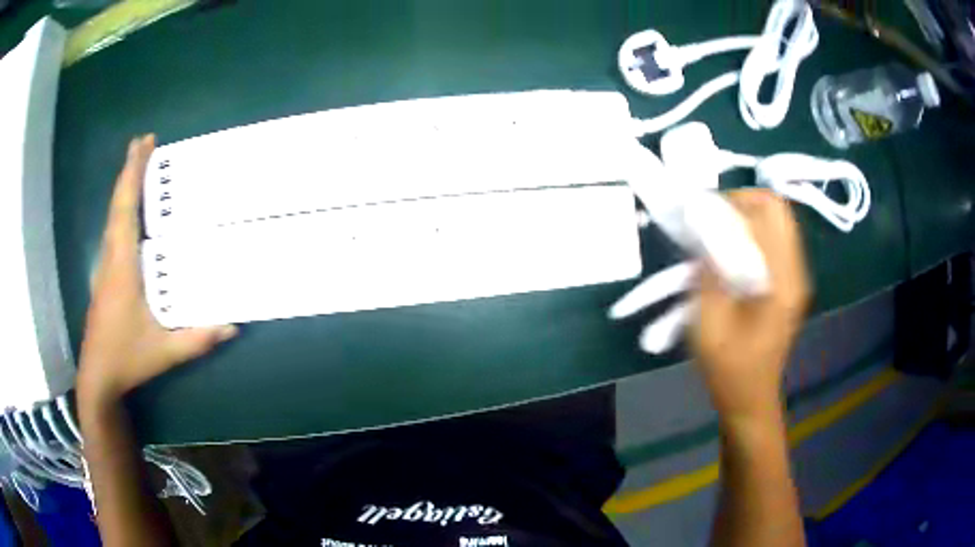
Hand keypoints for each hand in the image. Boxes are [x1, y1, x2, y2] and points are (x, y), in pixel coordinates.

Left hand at [77, 135, 236, 403]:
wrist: (98, 375)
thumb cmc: (127, 358)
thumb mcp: (165, 352)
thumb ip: (198, 339)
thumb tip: (233, 325)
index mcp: (122, 266)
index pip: (125, 210)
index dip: (133, 174)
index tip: (144, 143)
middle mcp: (110, 257)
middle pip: (117, 204)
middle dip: (129, 170)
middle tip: (145, 141)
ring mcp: (105, 265)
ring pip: (113, 215)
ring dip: (125, 187)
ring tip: (139, 165)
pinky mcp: (104, 275)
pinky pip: (113, 229)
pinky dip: (122, 208)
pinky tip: (132, 210)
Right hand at [691, 189, 809, 422]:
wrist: (750, 397)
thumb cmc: (728, 367)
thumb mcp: (709, 322)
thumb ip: (709, 271)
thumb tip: (704, 228)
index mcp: (782, 281)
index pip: (768, 212)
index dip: (733, 202)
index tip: (703, 214)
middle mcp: (796, 271)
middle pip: (778, 208)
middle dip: (742, 201)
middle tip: (712, 217)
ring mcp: (796, 275)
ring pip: (778, 219)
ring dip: (747, 215)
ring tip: (718, 231)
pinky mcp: (790, 281)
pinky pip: (775, 238)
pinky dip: (752, 231)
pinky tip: (731, 250)